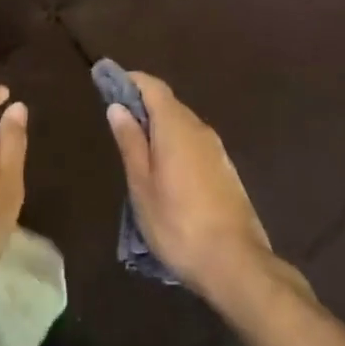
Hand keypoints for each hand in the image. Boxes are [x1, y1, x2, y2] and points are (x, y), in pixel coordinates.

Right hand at [106, 74, 274, 304]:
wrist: (236, 264)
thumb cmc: (178, 223)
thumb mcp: (142, 185)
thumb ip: (130, 142)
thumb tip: (117, 106)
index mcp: (176, 126)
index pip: (152, 86)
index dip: (130, 81)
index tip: (108, 85)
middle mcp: (199, 129)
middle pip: (168, 104)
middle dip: (142, 107)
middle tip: (117, 125)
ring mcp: (217, 151)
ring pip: (182, 126)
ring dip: (159, 130)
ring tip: (137, 153)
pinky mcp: (226, 172)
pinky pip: (194, 145)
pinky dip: (175, 146)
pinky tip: (165, 174)